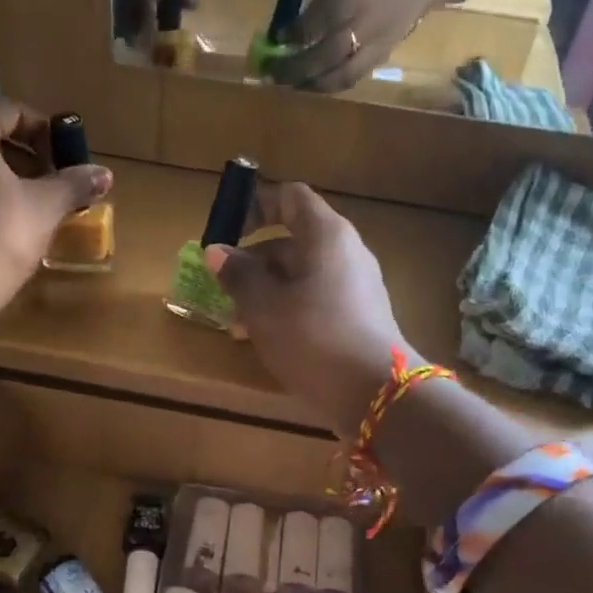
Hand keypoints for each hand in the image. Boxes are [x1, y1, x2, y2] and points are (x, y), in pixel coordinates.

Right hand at [206, 182, 409, 435]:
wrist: (375, 394)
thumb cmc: (313, 338)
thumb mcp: (264, 306)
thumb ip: (238, 275)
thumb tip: (217, 252)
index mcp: (326, 236)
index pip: (290, 198)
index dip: (255, 206)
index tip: (226, 231)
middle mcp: (345, 254)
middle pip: (292, 242)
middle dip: (252, 263)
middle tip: (220, 288)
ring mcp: (355, 288)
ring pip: (300, 277)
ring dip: (264, 292)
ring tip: (234, 322)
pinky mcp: (357, 319)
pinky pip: (314, 302)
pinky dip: (286, 311)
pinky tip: (262, 340)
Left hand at [270, 0, 433, 93]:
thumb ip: (318, 9)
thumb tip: (289, 34)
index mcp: (347, 5)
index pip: (311, 31)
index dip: (290, 41)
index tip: (273, 45)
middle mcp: (358, 32)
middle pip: (321, 61)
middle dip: (295, 72)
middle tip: (275, 77)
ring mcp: (371, 50)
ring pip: (336, 78)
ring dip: (312, 85)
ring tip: (295, 85)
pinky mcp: (379, 60)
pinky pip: (349, 78)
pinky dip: (330, 84)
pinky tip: (317, 83)